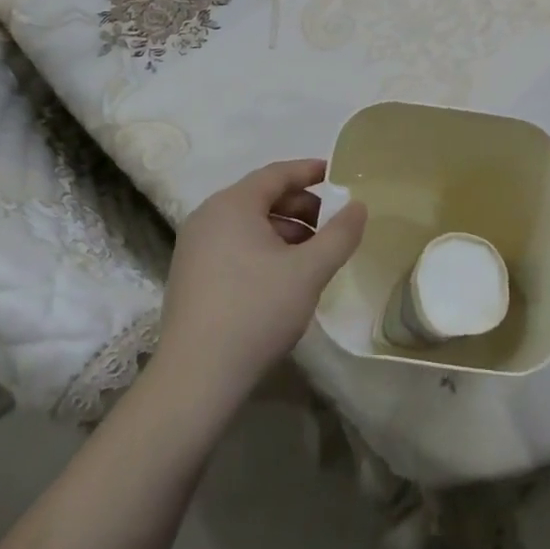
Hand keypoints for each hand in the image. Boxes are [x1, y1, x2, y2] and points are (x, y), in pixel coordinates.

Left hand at [154, 159, 366, 409]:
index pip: (276, 174)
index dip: (309, 171)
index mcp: (232, 204)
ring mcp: (194, 247)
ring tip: (314, 255)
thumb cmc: (256, 311)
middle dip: (301, 207)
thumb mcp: (309, 271)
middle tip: (332, 224)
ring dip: (284, 231)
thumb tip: (359, 206)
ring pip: (248, 224)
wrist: (196, 377)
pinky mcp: (191, 275)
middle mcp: (208, 217)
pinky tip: (284, 277)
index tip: (337, 174)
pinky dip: (263, 249)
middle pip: (262, 197)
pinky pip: (234, 245)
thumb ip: (340, 235)